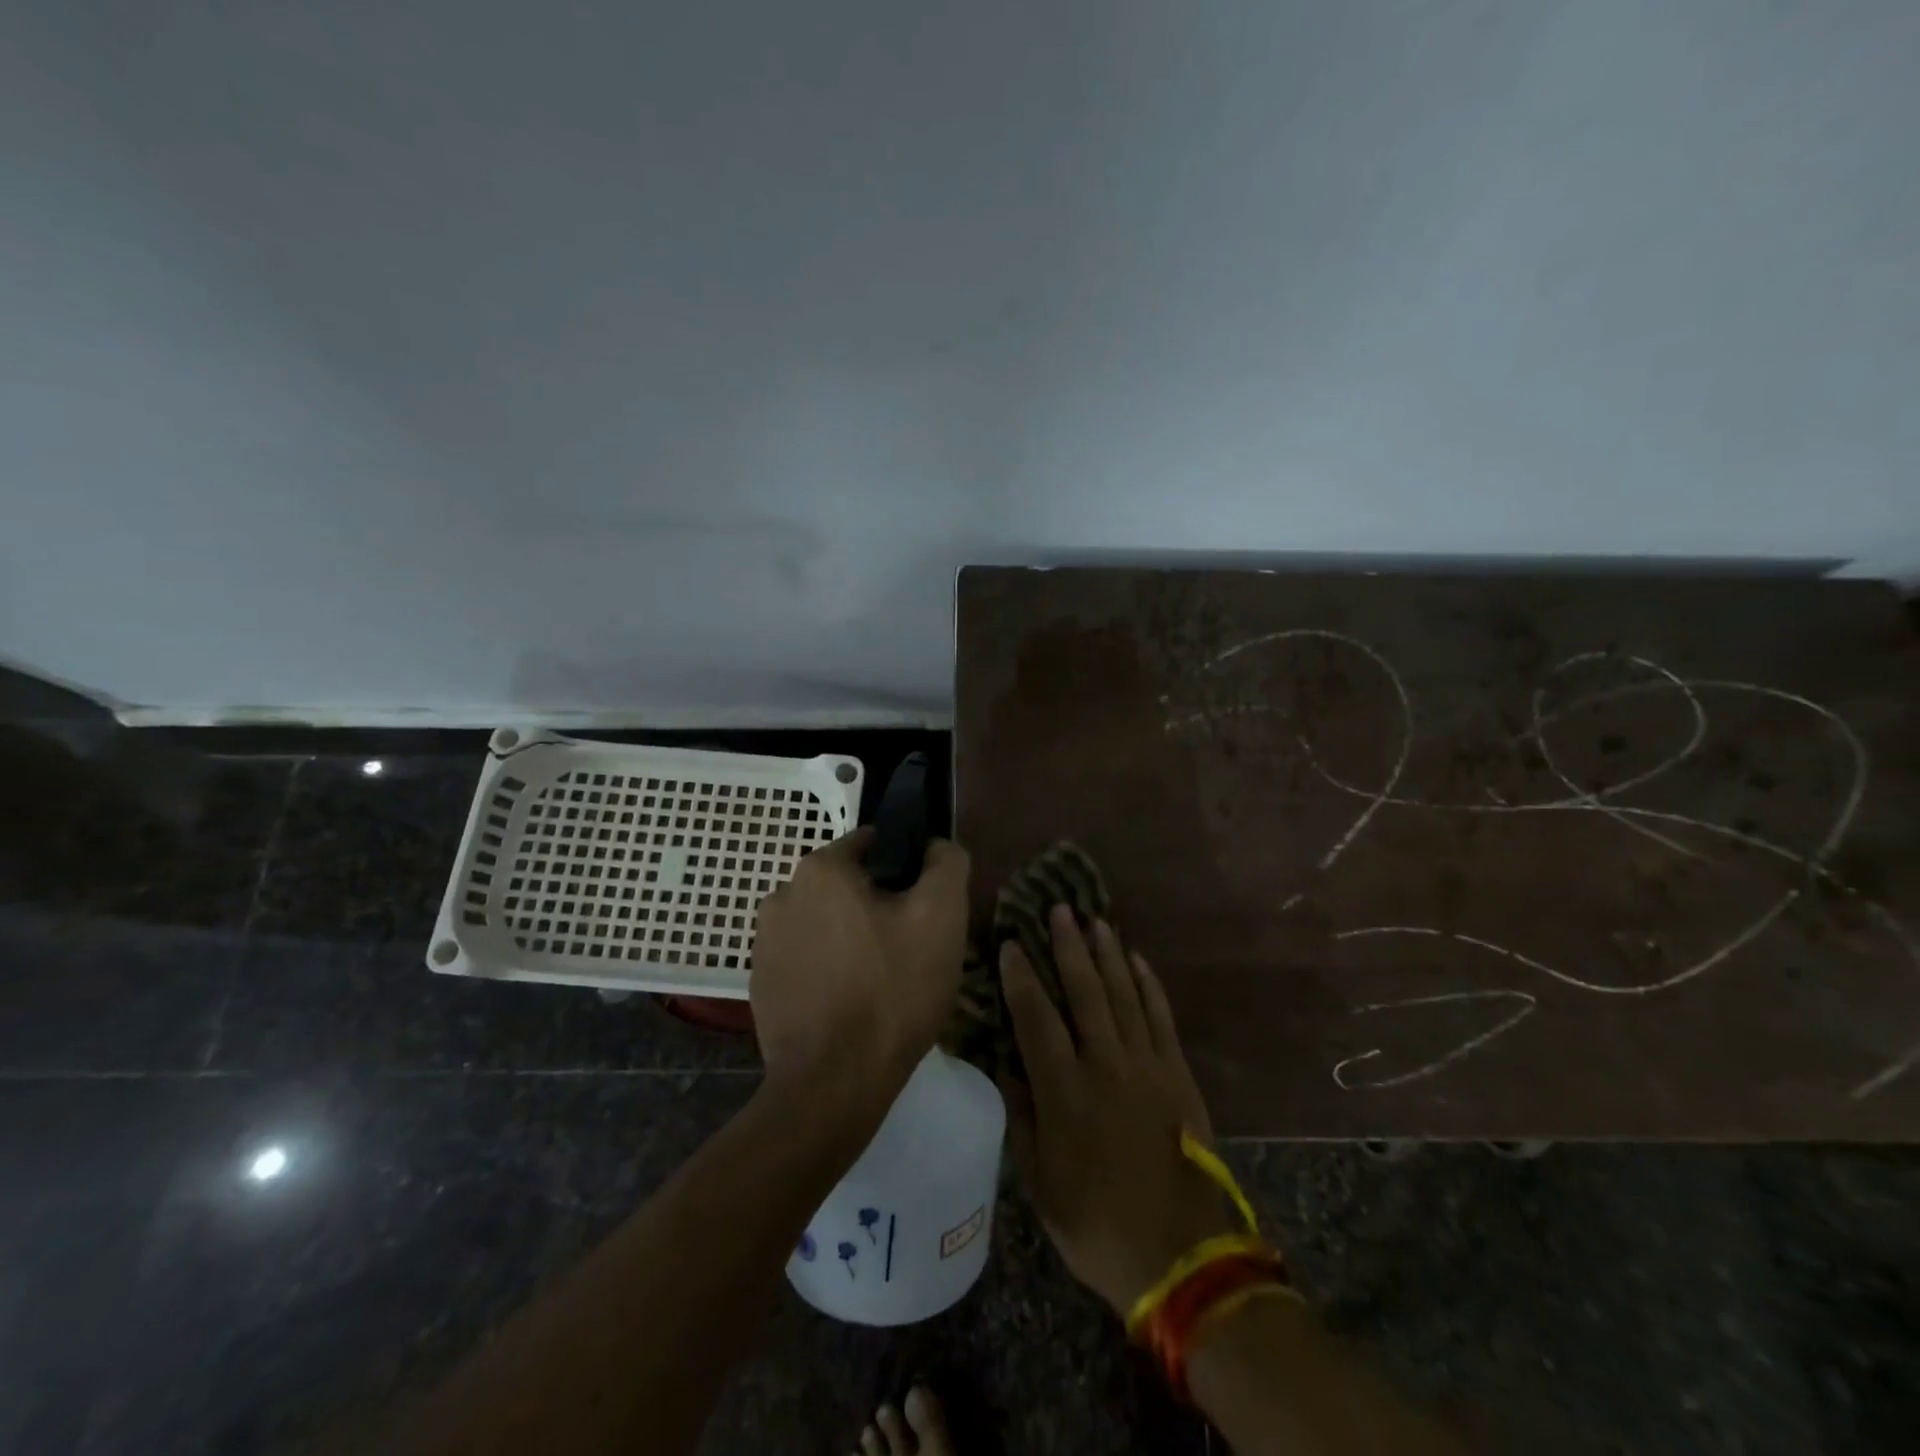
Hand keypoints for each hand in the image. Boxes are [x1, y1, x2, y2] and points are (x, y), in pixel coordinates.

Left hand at [750, 828, 969, 1116]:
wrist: (833, 1084)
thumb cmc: (892, 990)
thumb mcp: (942, 917)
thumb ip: (946, 864)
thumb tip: (935, 846)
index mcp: (820, 869)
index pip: (873, 845)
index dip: (907, 871)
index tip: (924, 908)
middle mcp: (781, 894)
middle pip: (848, 886)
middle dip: (879, 907)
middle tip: (909, 949)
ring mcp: (764, 942)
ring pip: (827, 923)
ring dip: (852, 938)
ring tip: (881, 981)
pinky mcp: (760, 983)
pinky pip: (807, 959)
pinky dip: (829, 969)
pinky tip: (850, 1003)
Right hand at [1000, 908, 1231, 1315]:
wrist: (1184, 1257)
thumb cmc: (1098, 1224)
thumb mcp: (1041, 1184)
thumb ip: (1022, 1120)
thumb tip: (1007, 1068)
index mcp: (1065, 1093)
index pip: (1035, 1019)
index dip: (1021, 978)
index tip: (1010, 944)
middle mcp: (1105, 1066)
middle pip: (1083, 992)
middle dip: (1068, 946)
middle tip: (1058, 908)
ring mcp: (1147, 1065)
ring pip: (1123, 994)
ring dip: (1107, 954)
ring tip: (1095, 920)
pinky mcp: (1177, 1073)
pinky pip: (1161, 1016)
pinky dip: (1148, 984)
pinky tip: (1137, 959)